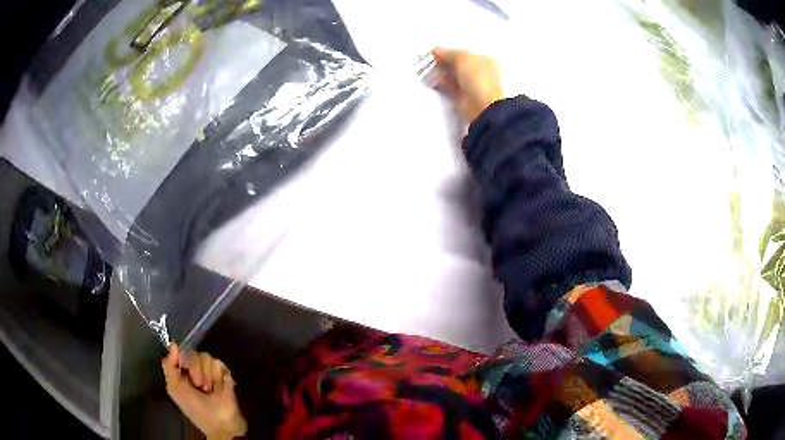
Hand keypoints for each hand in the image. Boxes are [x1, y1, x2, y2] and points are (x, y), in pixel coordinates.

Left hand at [162, 344, 246, 439]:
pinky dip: (218, 376)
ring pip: (206, 357)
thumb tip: (173, 344)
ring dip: (207, 375)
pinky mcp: (225, 374)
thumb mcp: (175, 389)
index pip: (180, 352)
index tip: (183, 368)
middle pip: (193, 353)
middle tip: (199, 385)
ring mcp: (211, 372)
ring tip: (210, 389)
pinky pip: (219, 364)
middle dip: (195, 370)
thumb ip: (169, 366)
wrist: (221, 423)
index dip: (182, 358)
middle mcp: (195, 370)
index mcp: (181, 373)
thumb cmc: (195, 409)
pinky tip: (219, 387)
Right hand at [431, 48, 504, 122]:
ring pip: (450, 74)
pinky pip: (447, 86)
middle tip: (428, 59)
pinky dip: (439, 83)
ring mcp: (470, 84)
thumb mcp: (462, 58)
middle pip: (456, 63)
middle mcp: (478, 71)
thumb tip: (435, 51)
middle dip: (442, 61)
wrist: (481, 106)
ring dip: (439, 71)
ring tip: (426, 68)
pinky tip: (430, 79)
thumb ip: (447, 53)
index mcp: (484, 59)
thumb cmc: (477, 77)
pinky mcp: (461, 95)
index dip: (449, 50)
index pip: (464, 52)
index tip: (434, 50)